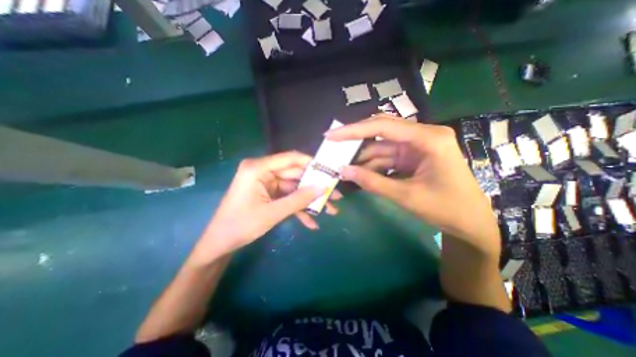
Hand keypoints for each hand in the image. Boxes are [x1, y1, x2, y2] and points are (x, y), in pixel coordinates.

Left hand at [191, 151, 340, 262]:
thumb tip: (324, 187)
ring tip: (330, 211)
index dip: (312, 164)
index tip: (329, 172)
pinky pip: (288, 197)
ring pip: (294, 188)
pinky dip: (299, 208)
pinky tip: (311, 222)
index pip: (291, 158)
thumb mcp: (273, 213)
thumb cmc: (241, 226)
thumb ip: (300, 199)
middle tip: (335, 196)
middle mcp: (263, 171)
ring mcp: (267, 183)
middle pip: (296, 175)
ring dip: (310, 200)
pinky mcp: (269, 194)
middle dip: (315, 187)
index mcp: (258, 168)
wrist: (220, 244)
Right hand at [325, 116, 498, 255]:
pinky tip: (358, 172)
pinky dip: (372, 165)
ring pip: (381, 147)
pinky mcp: (412, 157)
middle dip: (355, 141)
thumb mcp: (406, 196)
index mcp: (428, 139)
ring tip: (342, 165)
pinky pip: (386, 157)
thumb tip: (343, 171)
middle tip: (332, 146)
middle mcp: (422, 136)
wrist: (470, 222)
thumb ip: (372, 182)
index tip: (331, 135)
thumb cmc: (446, 208)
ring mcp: (416, 146)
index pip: (383, 126)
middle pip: (380, 132)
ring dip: (362, 158)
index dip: (353, 130)